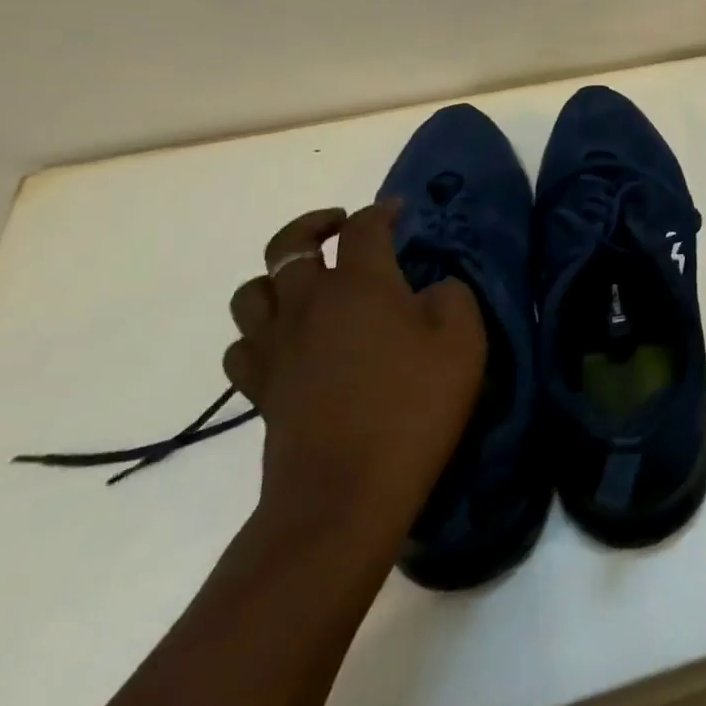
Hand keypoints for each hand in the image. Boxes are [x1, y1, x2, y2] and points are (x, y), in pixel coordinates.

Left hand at [225, 204, 485, 524]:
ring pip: (252, 291)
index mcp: (360, 283)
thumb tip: (430, 289)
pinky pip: (242, 345)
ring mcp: (277, 346)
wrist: (345, 495)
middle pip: (289, 244)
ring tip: (308, 282)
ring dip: (277, 276)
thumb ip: (452, 296)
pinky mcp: (259, 389)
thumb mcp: (463, 340)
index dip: (382, 210)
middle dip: (315, 226)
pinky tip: (286, 340)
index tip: (400, 211)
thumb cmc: (413, 406)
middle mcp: (309, 302)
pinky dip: (260, 331)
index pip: (364, 227)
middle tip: (341, 227)